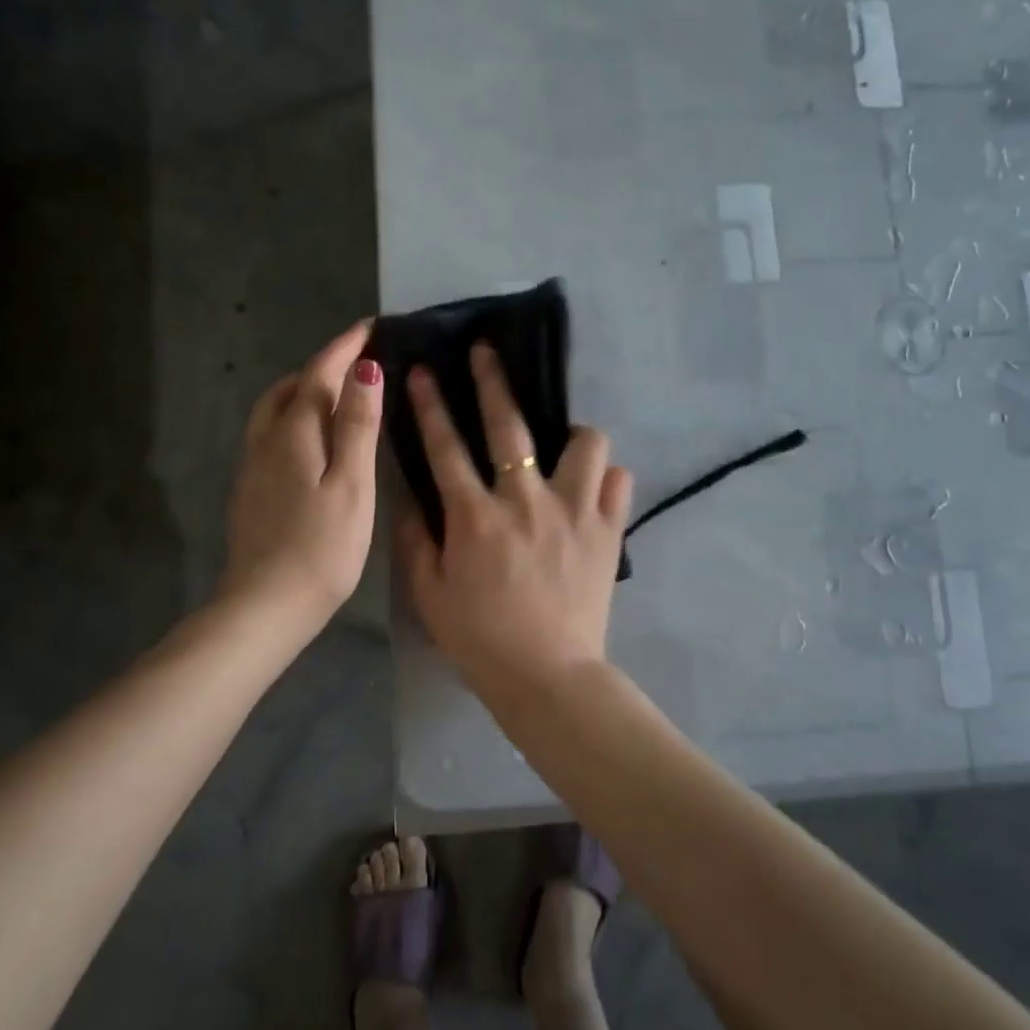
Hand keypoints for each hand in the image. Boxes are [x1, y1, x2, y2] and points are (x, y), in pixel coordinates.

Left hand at [222, 321, 382, 636]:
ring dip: (302, 390)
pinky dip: (292, 419)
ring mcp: (252, 467)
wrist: (265, 605)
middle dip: (321, 366)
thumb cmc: (321, 547)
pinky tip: (309, 440)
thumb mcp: (351, 484)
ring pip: (273, 411)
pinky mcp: (250, 491)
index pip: (318, 374)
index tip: (369, 325)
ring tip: (333, 393)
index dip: (344, 347)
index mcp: (294, 433)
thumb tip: (364, 369)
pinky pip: (270, 435)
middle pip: (289, 387)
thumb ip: (356, 425)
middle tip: (355, 361)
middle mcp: (266, 441)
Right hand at [395, 343, 632, 691]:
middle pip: (510, 426)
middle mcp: (525, 501)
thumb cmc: (480, 640)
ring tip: (564, 445)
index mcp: (475, 517)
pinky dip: (605, 480)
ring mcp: (572, 512)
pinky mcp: (607, 531)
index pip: (445, 447)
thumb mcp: (429, 595)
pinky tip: (593, 489)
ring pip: (585, 443)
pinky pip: (618, 483)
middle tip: (486, 352)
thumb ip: (416, 541)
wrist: (548, 677)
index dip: (430, 404)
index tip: (422, 370)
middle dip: (493, 380)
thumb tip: (411, 497)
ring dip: (572, 435)